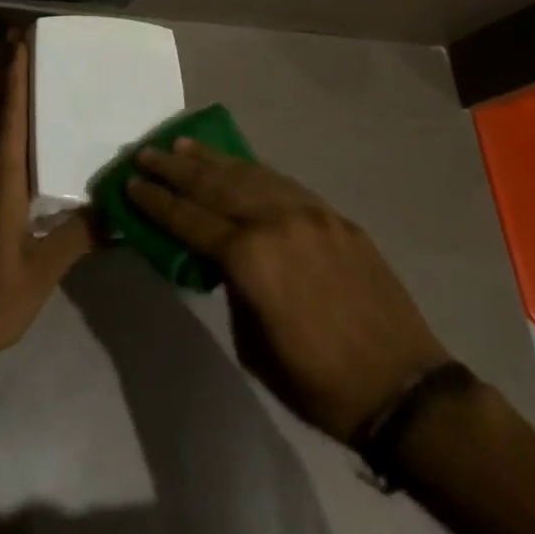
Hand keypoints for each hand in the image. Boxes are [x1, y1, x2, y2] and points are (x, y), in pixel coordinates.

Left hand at [0, 34, 94, 364]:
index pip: (9, 118)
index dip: (14, 80)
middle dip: (2, 75)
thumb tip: (117, 209)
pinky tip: (1, 125)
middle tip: (16, 42)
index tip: (19, 44)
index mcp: (1, 182)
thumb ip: (78, 236)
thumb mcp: (43, 271)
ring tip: (9, 68)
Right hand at [127, 139, 449, 442]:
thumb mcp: (253, 345)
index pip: (189, 219)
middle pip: (214, 184)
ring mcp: (309, 213)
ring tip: (182, 145)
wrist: (404, 388)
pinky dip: (252, 170)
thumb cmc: (319, 382)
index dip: (156, 201)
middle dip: (175, 169)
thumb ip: (231, 287)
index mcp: (250, 259)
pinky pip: (282, 183)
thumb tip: (218, 258)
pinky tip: (236, 165)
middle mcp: (275, 222)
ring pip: (248, 173)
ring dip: (211, 159)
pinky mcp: (333, 215)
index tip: (130, 183)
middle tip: (146, 153)